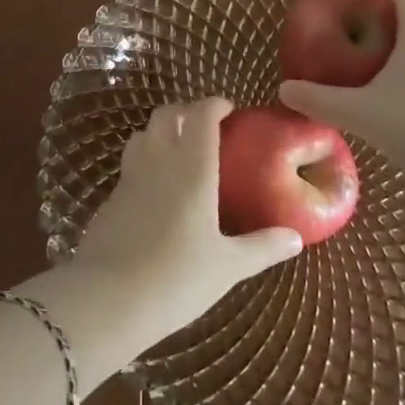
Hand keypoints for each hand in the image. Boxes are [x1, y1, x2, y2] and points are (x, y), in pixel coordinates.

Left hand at [72, 99, 302, 341]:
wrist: (108, 299)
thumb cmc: (177, 278)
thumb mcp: (228, 267)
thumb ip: (262, 247)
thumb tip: (296, 238)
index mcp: (192, 168)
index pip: (201, 115)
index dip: (214, 104)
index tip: (229, 110)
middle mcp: (159, 160)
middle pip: (166, 114)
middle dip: (186, 111)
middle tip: (206, 128)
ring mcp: (130, 176)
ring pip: (143, 133)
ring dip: (161, 131)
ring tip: (180, 151)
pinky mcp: (111, 196)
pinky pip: (130, 162)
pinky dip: (145, 159)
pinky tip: (157, 188)